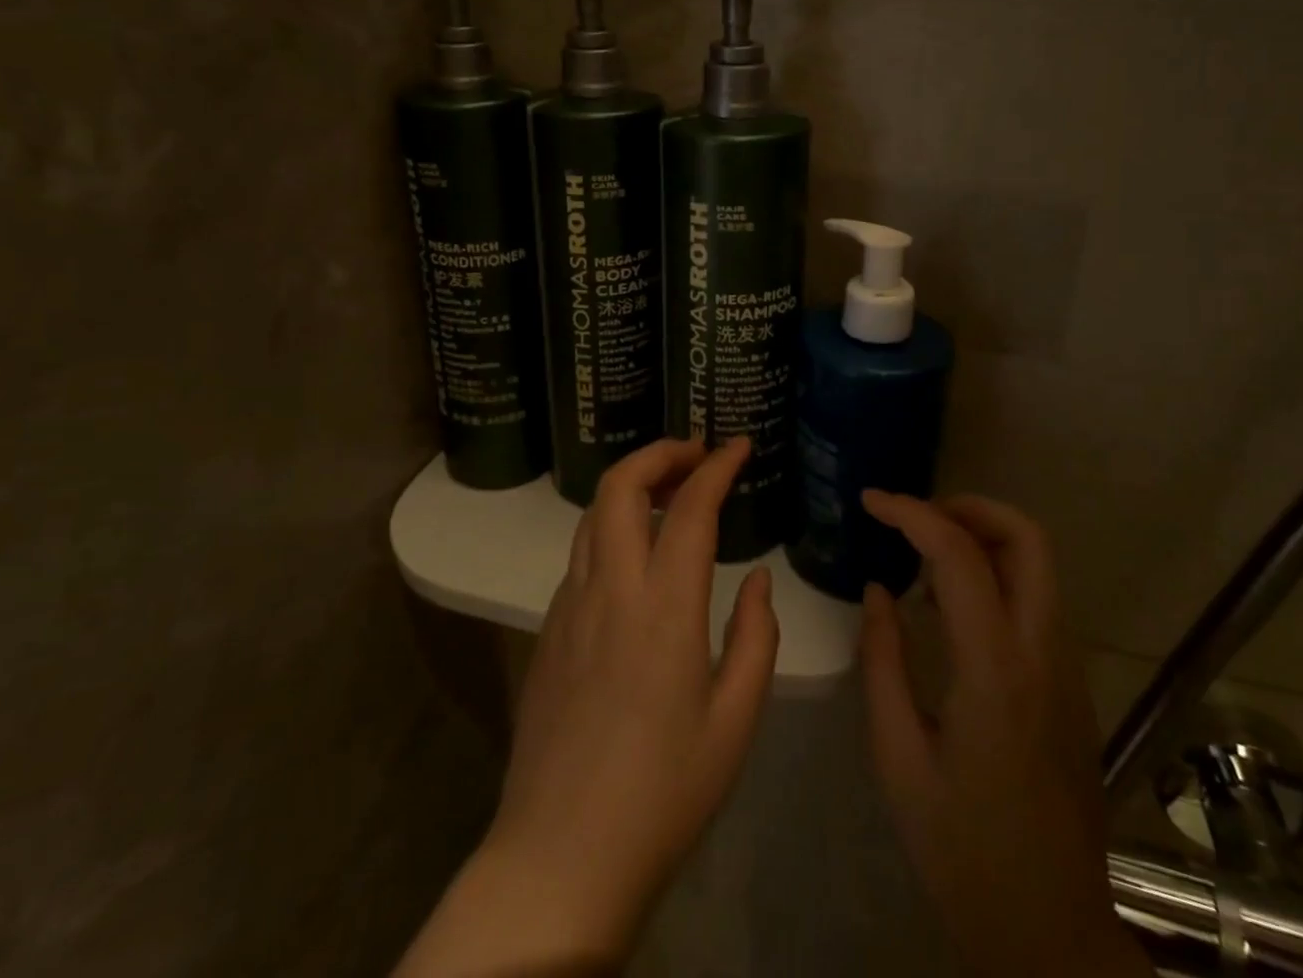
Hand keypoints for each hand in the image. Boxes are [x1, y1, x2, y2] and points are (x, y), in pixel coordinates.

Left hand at [399, 437, 777, 975]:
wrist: (560, 857)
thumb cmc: (663, 794)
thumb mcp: (735, 722)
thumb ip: (755, 638)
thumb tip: (754, 580)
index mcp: (664, 608)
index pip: (690, 507)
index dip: (717, 466)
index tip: (738, 445)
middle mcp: (610, 589)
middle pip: (620, 485)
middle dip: (659, 453)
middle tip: (696, 454)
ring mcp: (569, 605)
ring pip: (592, 513)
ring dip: (631, 485)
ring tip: (669, 491)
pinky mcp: (547, 629)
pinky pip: (581, 554)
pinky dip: (611, 527)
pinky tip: (636, 556)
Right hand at [861, 492, 1149, 977]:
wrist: (1050, 930)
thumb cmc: (962, 848)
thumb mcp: (898, 757)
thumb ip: (883, 662)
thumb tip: (879, 590)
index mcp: (995, 671)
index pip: (959, 555)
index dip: (911, 512)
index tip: (871, 501)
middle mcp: (1043, 654)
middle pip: (1027, 538)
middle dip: (969, 506)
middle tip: (914, 516)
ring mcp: (1067, 669)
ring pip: (1039, 565)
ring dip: (984, 538)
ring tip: (923, 556)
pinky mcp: (1072, 686)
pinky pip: (1038, 601)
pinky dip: (997, 575)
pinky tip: (951, 607)